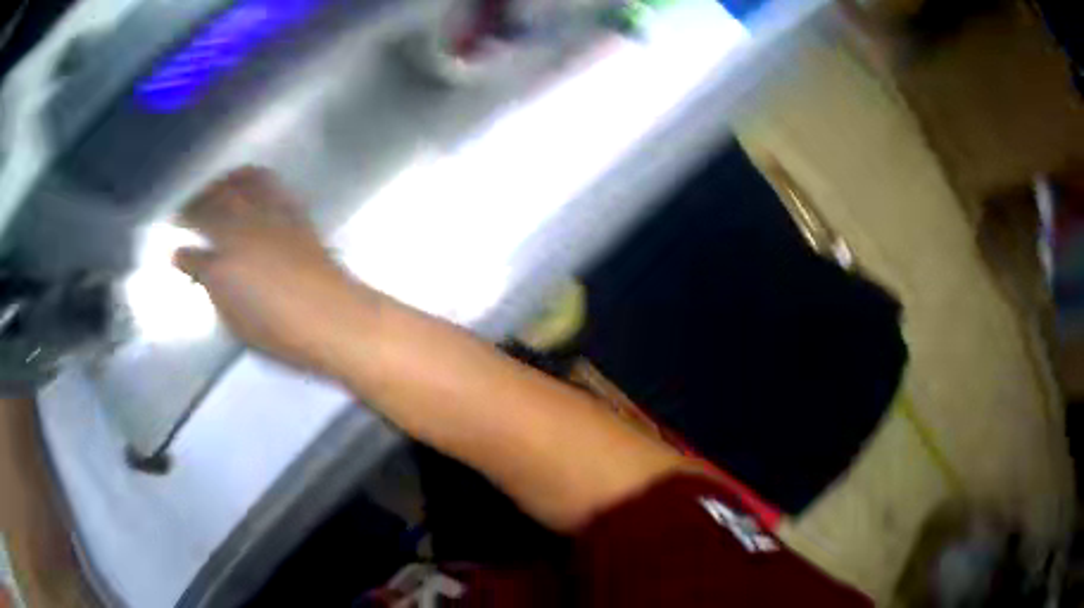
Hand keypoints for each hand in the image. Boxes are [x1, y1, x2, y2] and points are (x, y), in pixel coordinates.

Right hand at [174, 168, 380, 376]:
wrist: (334, 317)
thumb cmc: (281, 332)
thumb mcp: (237, 322)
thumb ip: (214, 291)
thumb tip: (199, 271)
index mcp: (222, 268)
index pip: (192, 256)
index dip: (181, 254)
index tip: (174, 251)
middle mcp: (241, 233)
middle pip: (210, 208)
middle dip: (193, 206)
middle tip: (184, 207)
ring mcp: (268, 219)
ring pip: (238, 187)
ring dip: (221, 183)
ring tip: (213, 185)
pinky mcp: (293, 214)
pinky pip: (270, 185)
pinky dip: (253, 177)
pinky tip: (249, 179)